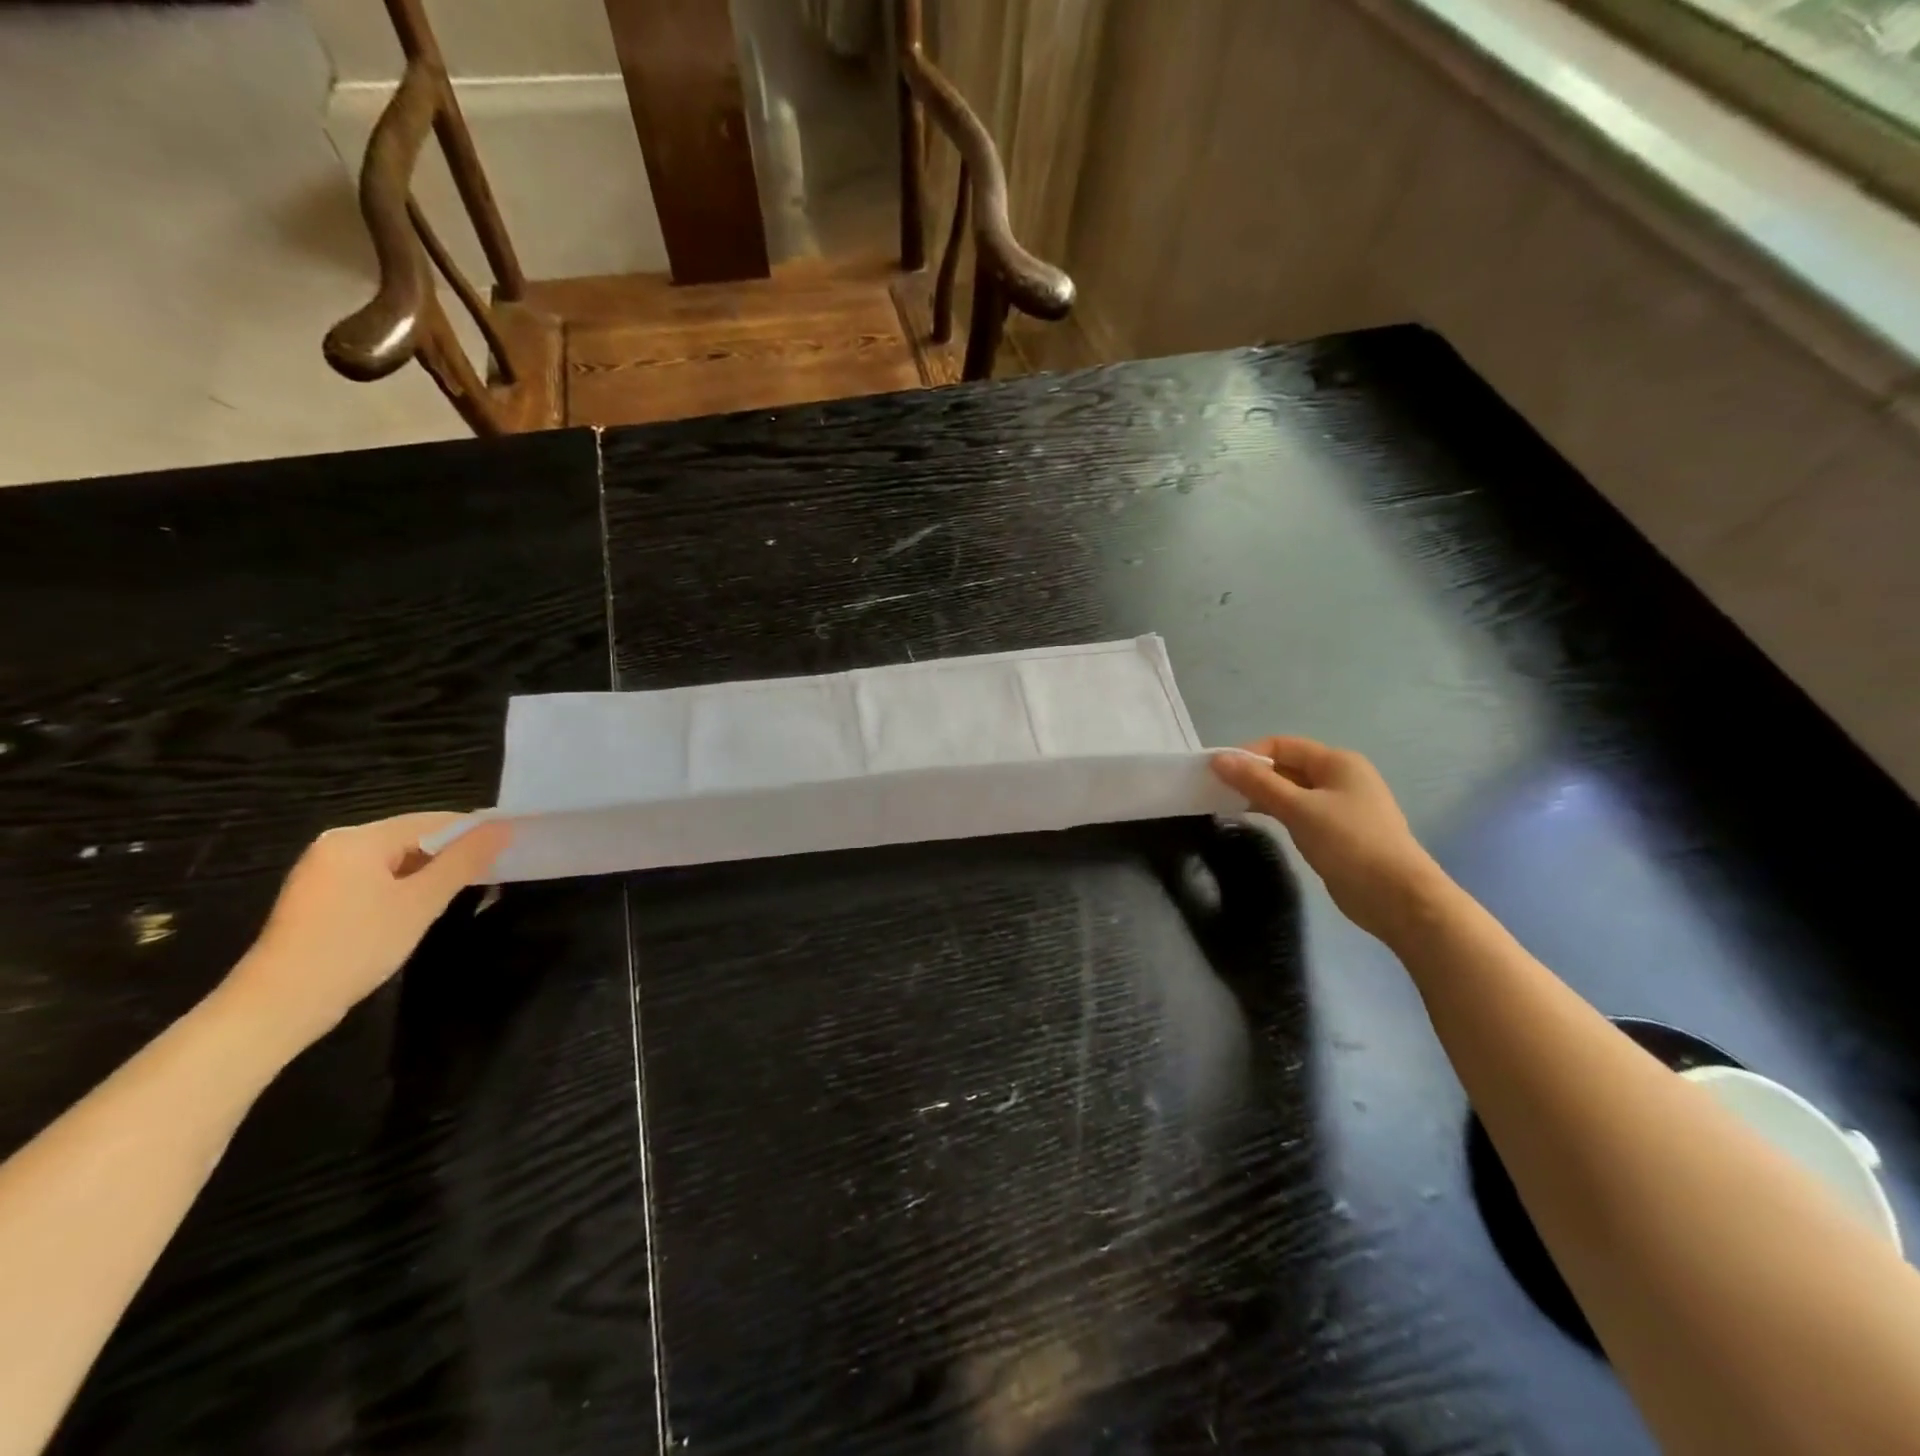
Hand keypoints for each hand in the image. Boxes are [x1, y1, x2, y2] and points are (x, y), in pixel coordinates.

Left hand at [216, 813, 510, 1054]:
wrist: (278, 1006)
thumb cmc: (356, 947)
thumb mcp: (421, 903)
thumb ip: (464, 861)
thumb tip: (504, 827)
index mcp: (359, 838)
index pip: (433, 821)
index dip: (474, 833)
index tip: (510, 849)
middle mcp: (338, 844)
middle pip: (413, 837)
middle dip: (453, 854)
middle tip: (492, 874)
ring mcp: (324, 870)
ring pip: (395, 859)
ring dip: (430, 872)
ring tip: (465, 891)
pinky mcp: (320, 895)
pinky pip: (376, 876)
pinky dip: (404, 885)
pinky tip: (421, 906)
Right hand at [1212, 737, 1444, 940]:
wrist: (1397, 897)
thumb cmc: (1349, 843)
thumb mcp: (1298, 809)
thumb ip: (1257, 783)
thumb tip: (1219, 759)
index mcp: (1337, 762)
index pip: (1282, 745)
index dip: (1248, 754)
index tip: (1216, 772)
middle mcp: (1340, 777)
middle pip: (1287, 766)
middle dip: (1253, 775)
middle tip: (1217, 790)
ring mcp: (1340, 806)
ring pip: (1292, 791)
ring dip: (1262, 795)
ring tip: (1229, 806)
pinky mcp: (1337, 832)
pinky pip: (1299, 812)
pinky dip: (1277, 812)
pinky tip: (1258, 822)